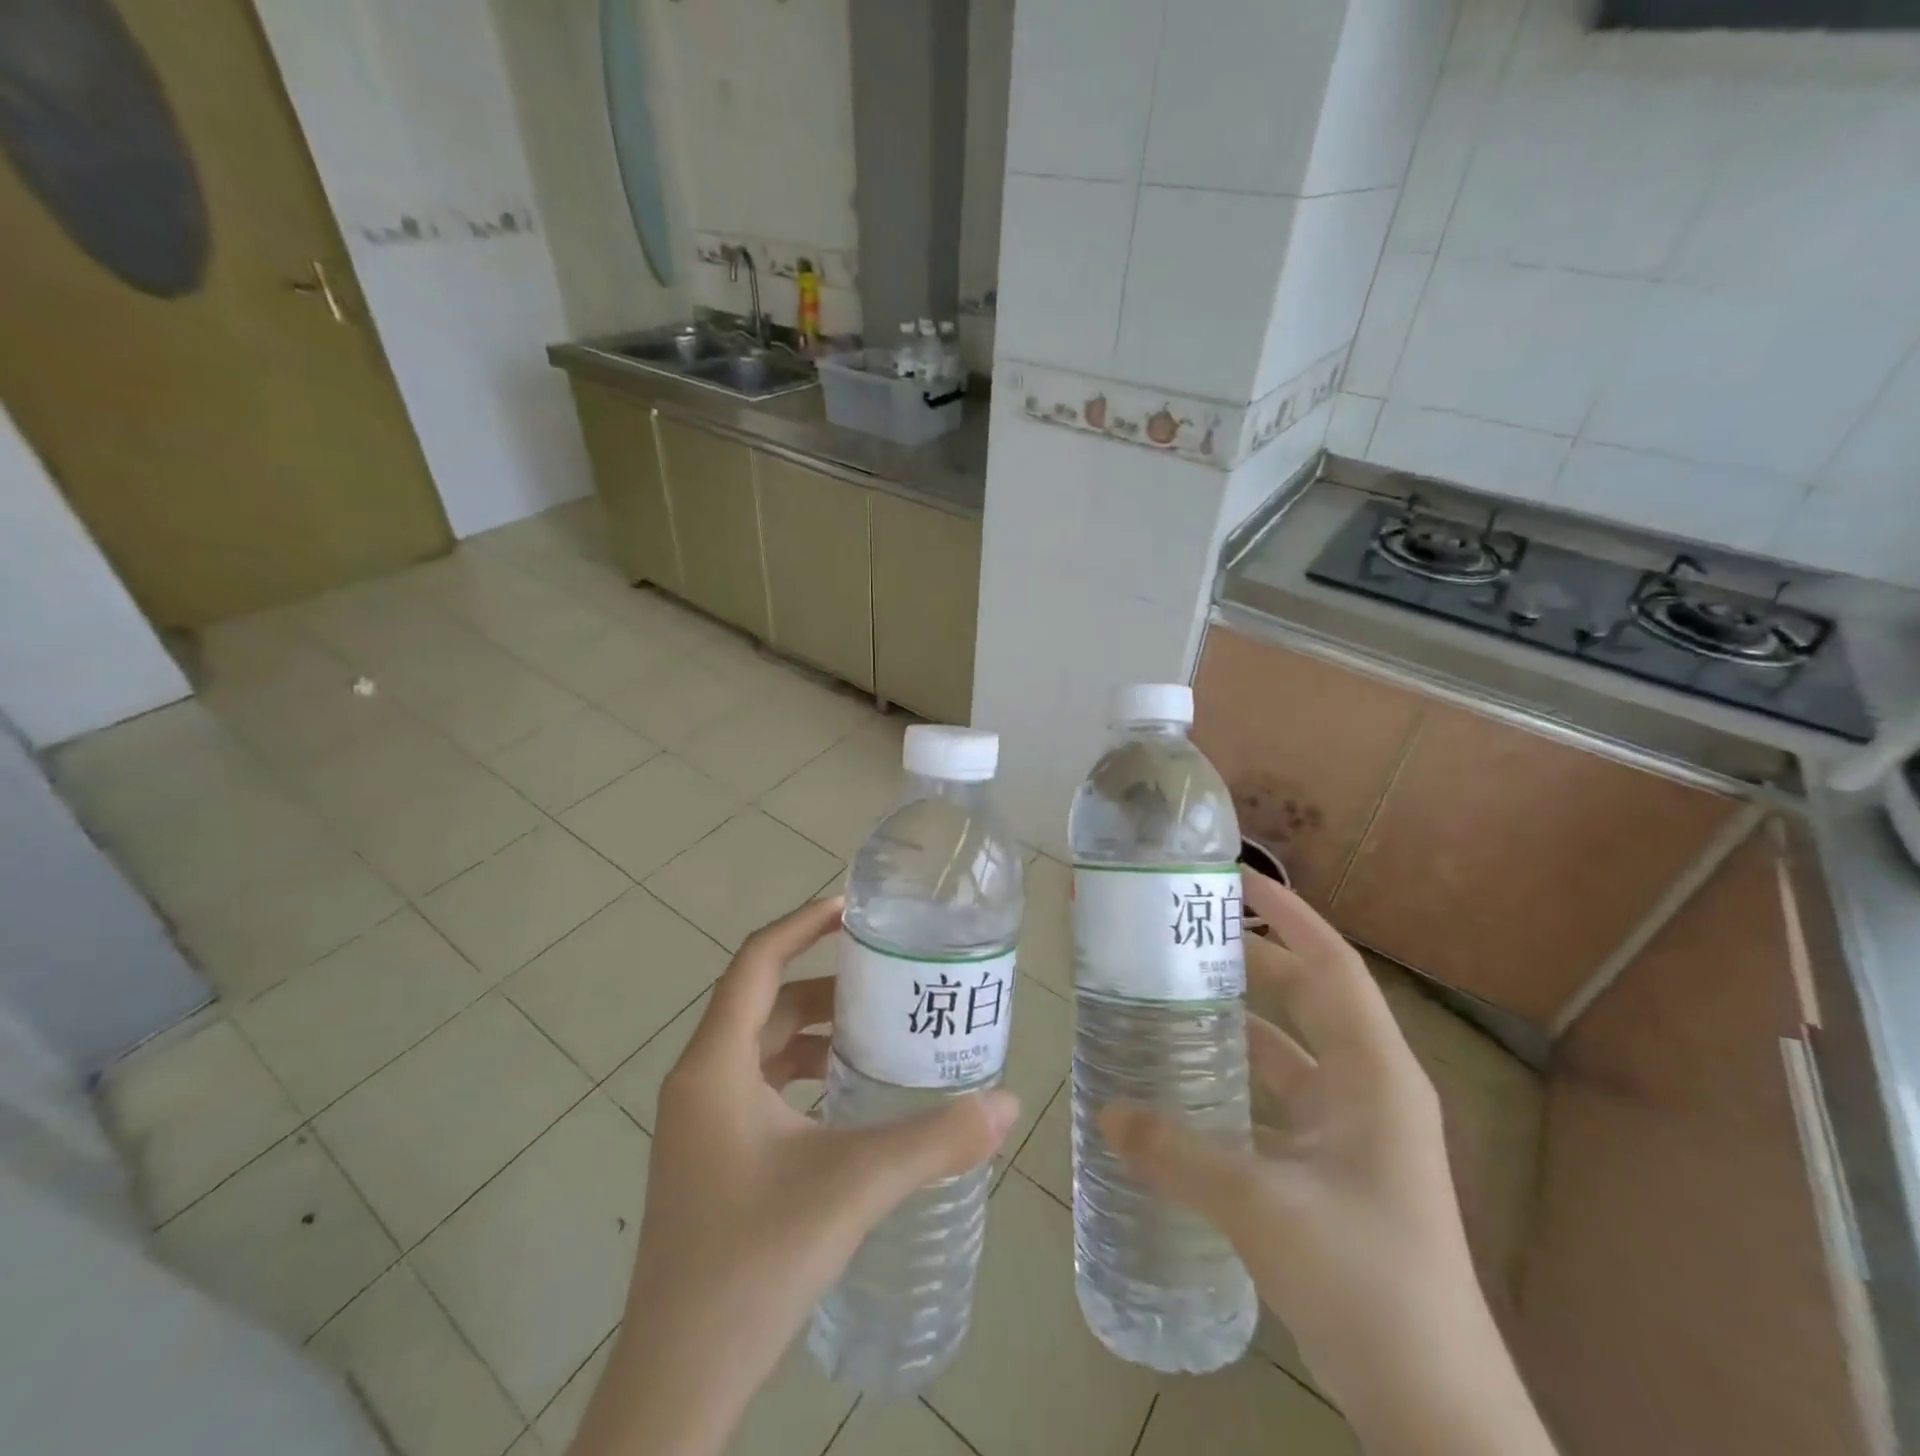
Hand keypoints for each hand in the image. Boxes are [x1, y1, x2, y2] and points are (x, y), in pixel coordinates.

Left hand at [568, 896, 1019, 1455]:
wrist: (677, 1381)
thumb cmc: (753, 1262)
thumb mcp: (852, 1188)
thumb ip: (933, 1142)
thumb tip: (1006, 1102)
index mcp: (715, 1066)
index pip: (756, 962)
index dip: (803, 925)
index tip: (855, 910)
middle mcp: (699, 1081)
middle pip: (763, 1002)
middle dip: (825, 983)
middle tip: (887, 976)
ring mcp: (700, 1122)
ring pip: (761, 1046)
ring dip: (815, 1030)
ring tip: (878, 1031)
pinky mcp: (710, 1156)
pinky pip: (760, 1085)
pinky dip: (803, 1072)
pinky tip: (848, 1097)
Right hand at [1101, 871, 1553, 1455]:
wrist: (1433, 1406)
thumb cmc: (1366, 1282)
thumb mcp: (1262, 1208)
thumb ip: (1179, 1155)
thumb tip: (1107, 1115)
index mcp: (1375, 1075)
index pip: (1332, 965)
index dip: (1289, 915)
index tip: (1236, 878)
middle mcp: (1369, 1088)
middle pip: (1306, 997)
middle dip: (1251, 959)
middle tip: (1183, 934)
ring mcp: (1353, 1130)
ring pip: (1289, 1049)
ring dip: (1239, 1020)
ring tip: (1173, 994)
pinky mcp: (1333, 1167)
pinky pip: (1278, 1098)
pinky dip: (1237, 1079)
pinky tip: (1188, 1080)